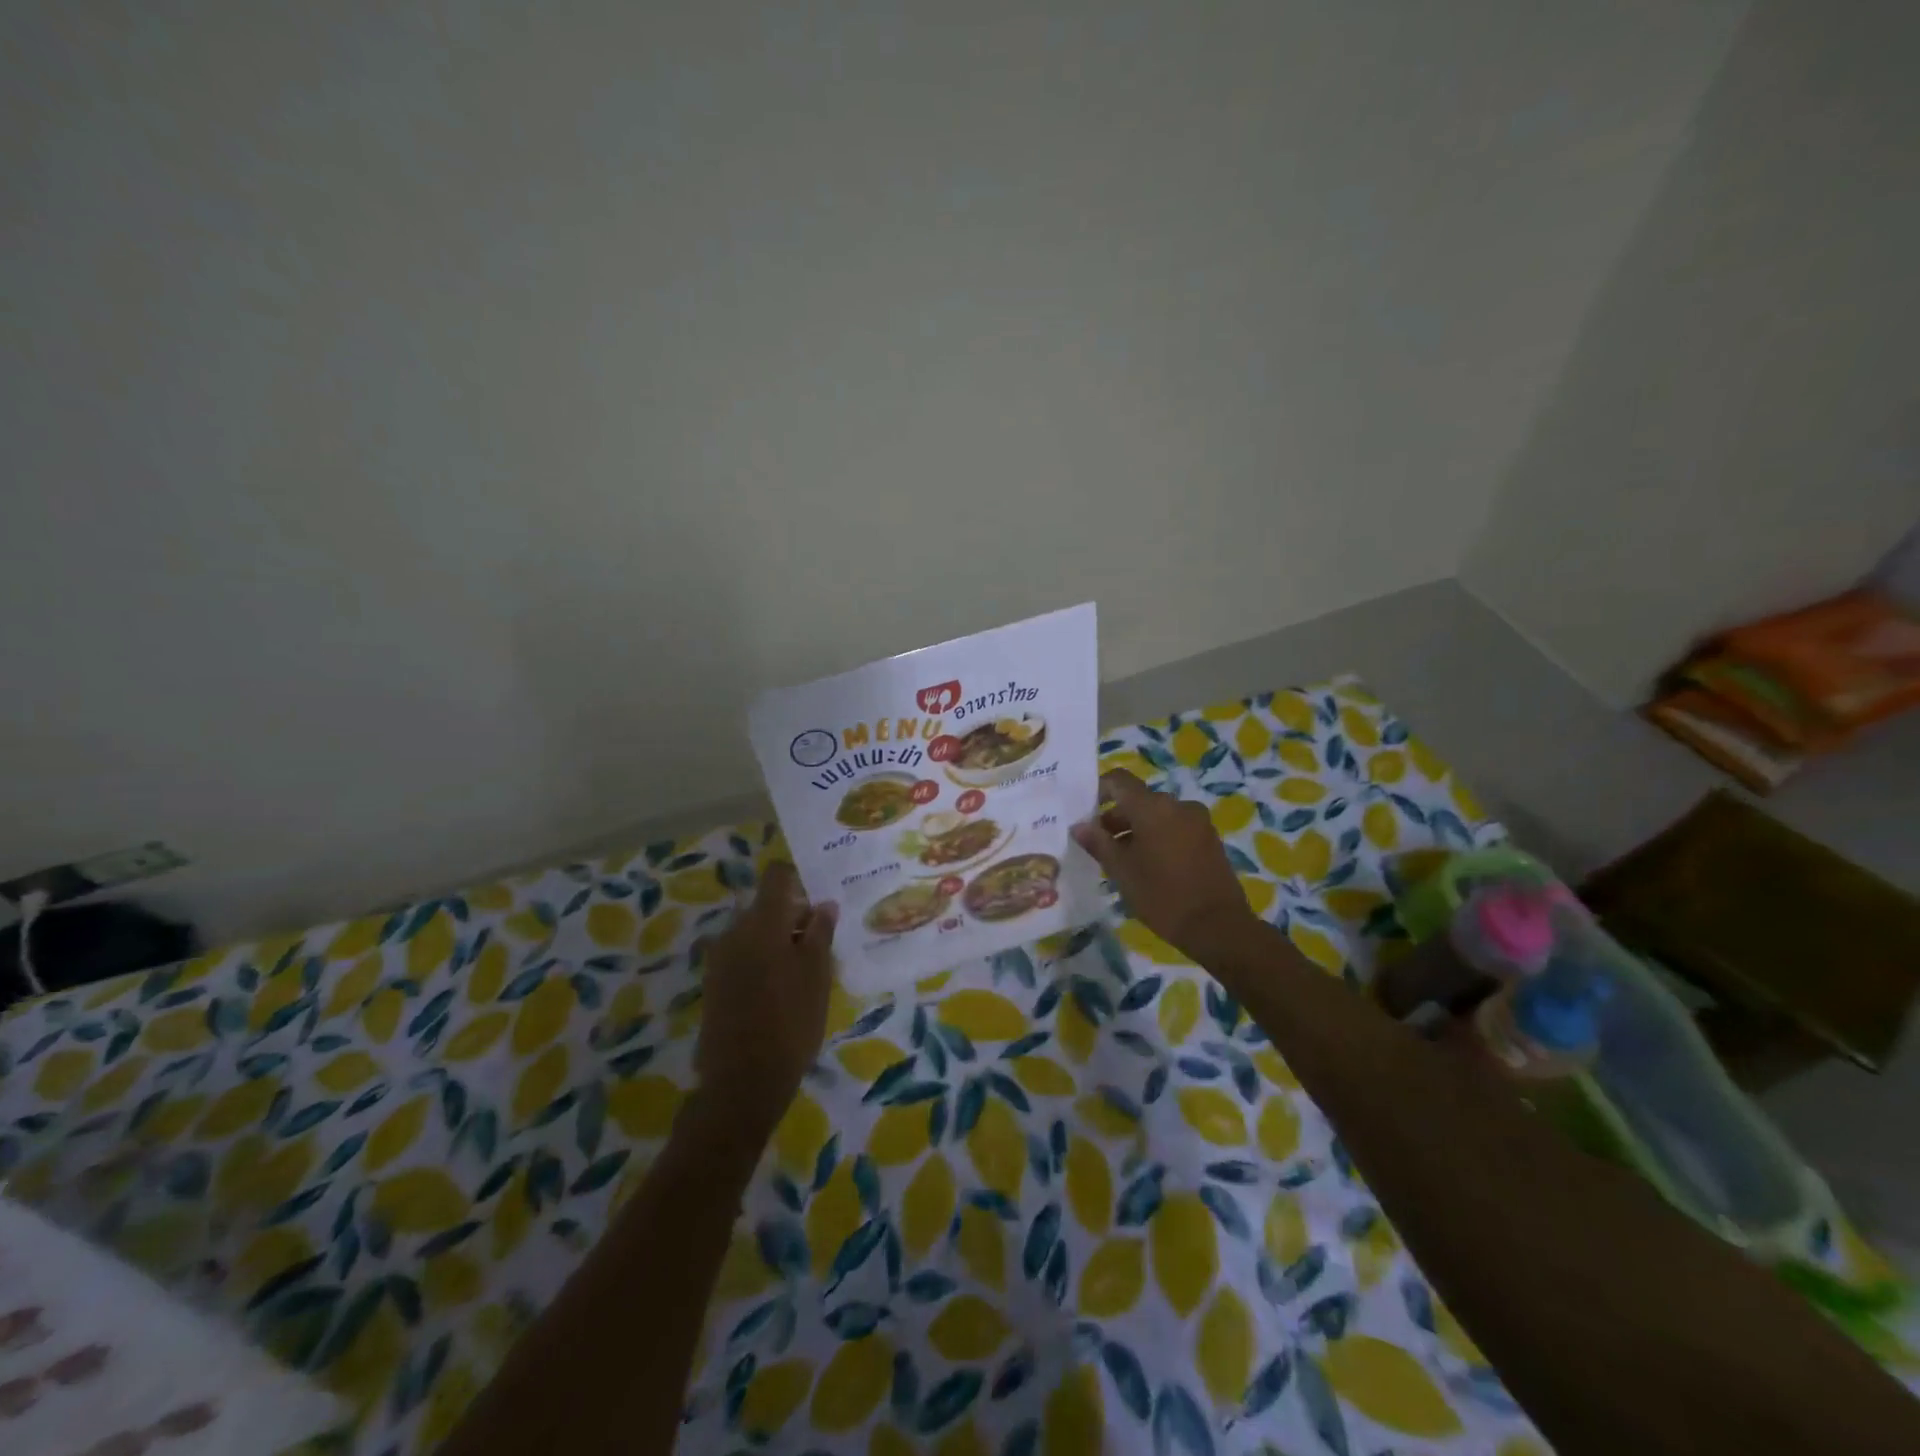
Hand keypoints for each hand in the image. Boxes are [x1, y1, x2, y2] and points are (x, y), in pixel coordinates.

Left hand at [691, 863, 838, 1143]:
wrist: (742, 1080)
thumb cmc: (791, 1020)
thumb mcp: (817, 973)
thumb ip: (821, 932)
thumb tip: (824, 905)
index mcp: (761, 921)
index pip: (776, 877)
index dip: (799, 880)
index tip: (819, 900)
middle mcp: (734, 931)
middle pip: (766, 907)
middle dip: (793, 918)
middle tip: (821, 945)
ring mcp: (719, 958)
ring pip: (755, 934)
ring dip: (778, 942)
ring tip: (804, 973)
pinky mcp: (713, 984)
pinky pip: (743, 956)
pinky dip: (763, 962)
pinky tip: (781, 991)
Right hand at [1072, 770, 1260, 960]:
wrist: (1218, 926)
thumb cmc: (1161, 895)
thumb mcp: (1121, 871)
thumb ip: (1098, 843)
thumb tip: (1079, 826)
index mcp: (1153, 807)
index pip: (1119, 780)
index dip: (1099, 790)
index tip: (1085, 813)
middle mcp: (1177, 805)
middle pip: (1139, 799)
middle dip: (1117, 817)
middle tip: (1101, 844)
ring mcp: (1198, 821)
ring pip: (1158, 815)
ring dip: (1138, 829)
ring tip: (1124, 859)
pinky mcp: (1210, 838)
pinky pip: (1176, 827)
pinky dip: (1158, 837)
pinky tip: (1151, 865)